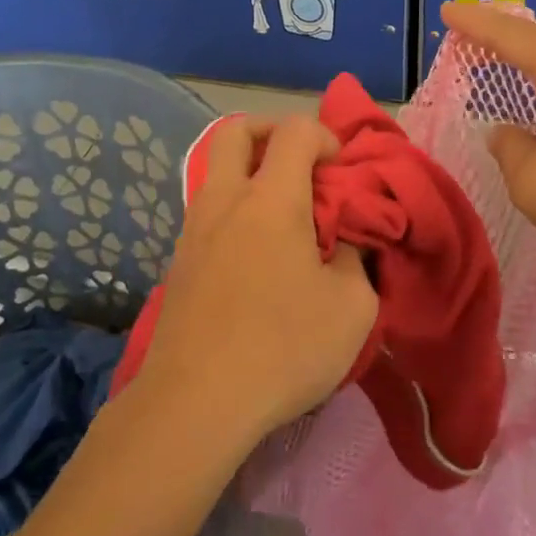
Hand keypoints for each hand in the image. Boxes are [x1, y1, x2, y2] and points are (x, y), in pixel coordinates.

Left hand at [138, 116, 378, 446]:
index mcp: (271, 199)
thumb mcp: (352, 307)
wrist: (195, 404)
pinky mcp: (178, 262)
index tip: (341, 173)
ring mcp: (193, 230)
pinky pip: (209, 213)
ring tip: (283, 219)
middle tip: (300, 164)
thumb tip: (345, 241)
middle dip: (272, 132)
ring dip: (251, 175)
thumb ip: (356, 259)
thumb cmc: (283, 347)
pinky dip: (235, 212)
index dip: (325, 137)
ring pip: (217, 172)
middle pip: (236, 132)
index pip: (295, 131)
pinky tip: (256, 258)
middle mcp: (225, 201)